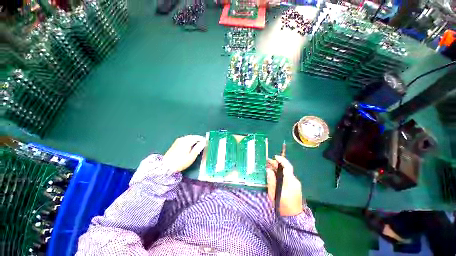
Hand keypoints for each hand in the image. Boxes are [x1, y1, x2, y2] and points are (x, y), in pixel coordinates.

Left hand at [163, 135, 206, 171]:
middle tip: (203, 144)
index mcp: (187, 141)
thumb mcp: (191, 157)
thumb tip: (204, 142)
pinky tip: (191, 146)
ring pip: (189, 137)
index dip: (203, 140)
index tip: (207, 143)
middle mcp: (182, 139)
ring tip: (198, 145)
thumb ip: (198, 148)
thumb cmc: (180, 162)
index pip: (197, 137)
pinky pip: (185, 139)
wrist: (165, 166)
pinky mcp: (175, 143)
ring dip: (194, 140)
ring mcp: (178, 140)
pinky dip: (190, 141)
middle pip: (193, 136)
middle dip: (199, 139)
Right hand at [266, 155, 303, 215]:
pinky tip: (274, 175)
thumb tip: (268, 169)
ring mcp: (296, 184)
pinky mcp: (295, 187)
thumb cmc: (282, 205)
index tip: (274, 157)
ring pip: (286, 173)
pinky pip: (287, 177)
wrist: (293, 218)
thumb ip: (271, 180)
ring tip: (269, 167)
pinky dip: (281, 174)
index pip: (287, 167)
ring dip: (278, 169)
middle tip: (267, 162)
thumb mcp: (273, 192)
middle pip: (286, 169)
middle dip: (277, 164)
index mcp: (290, 181)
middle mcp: (294, 181)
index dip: (281, 160)